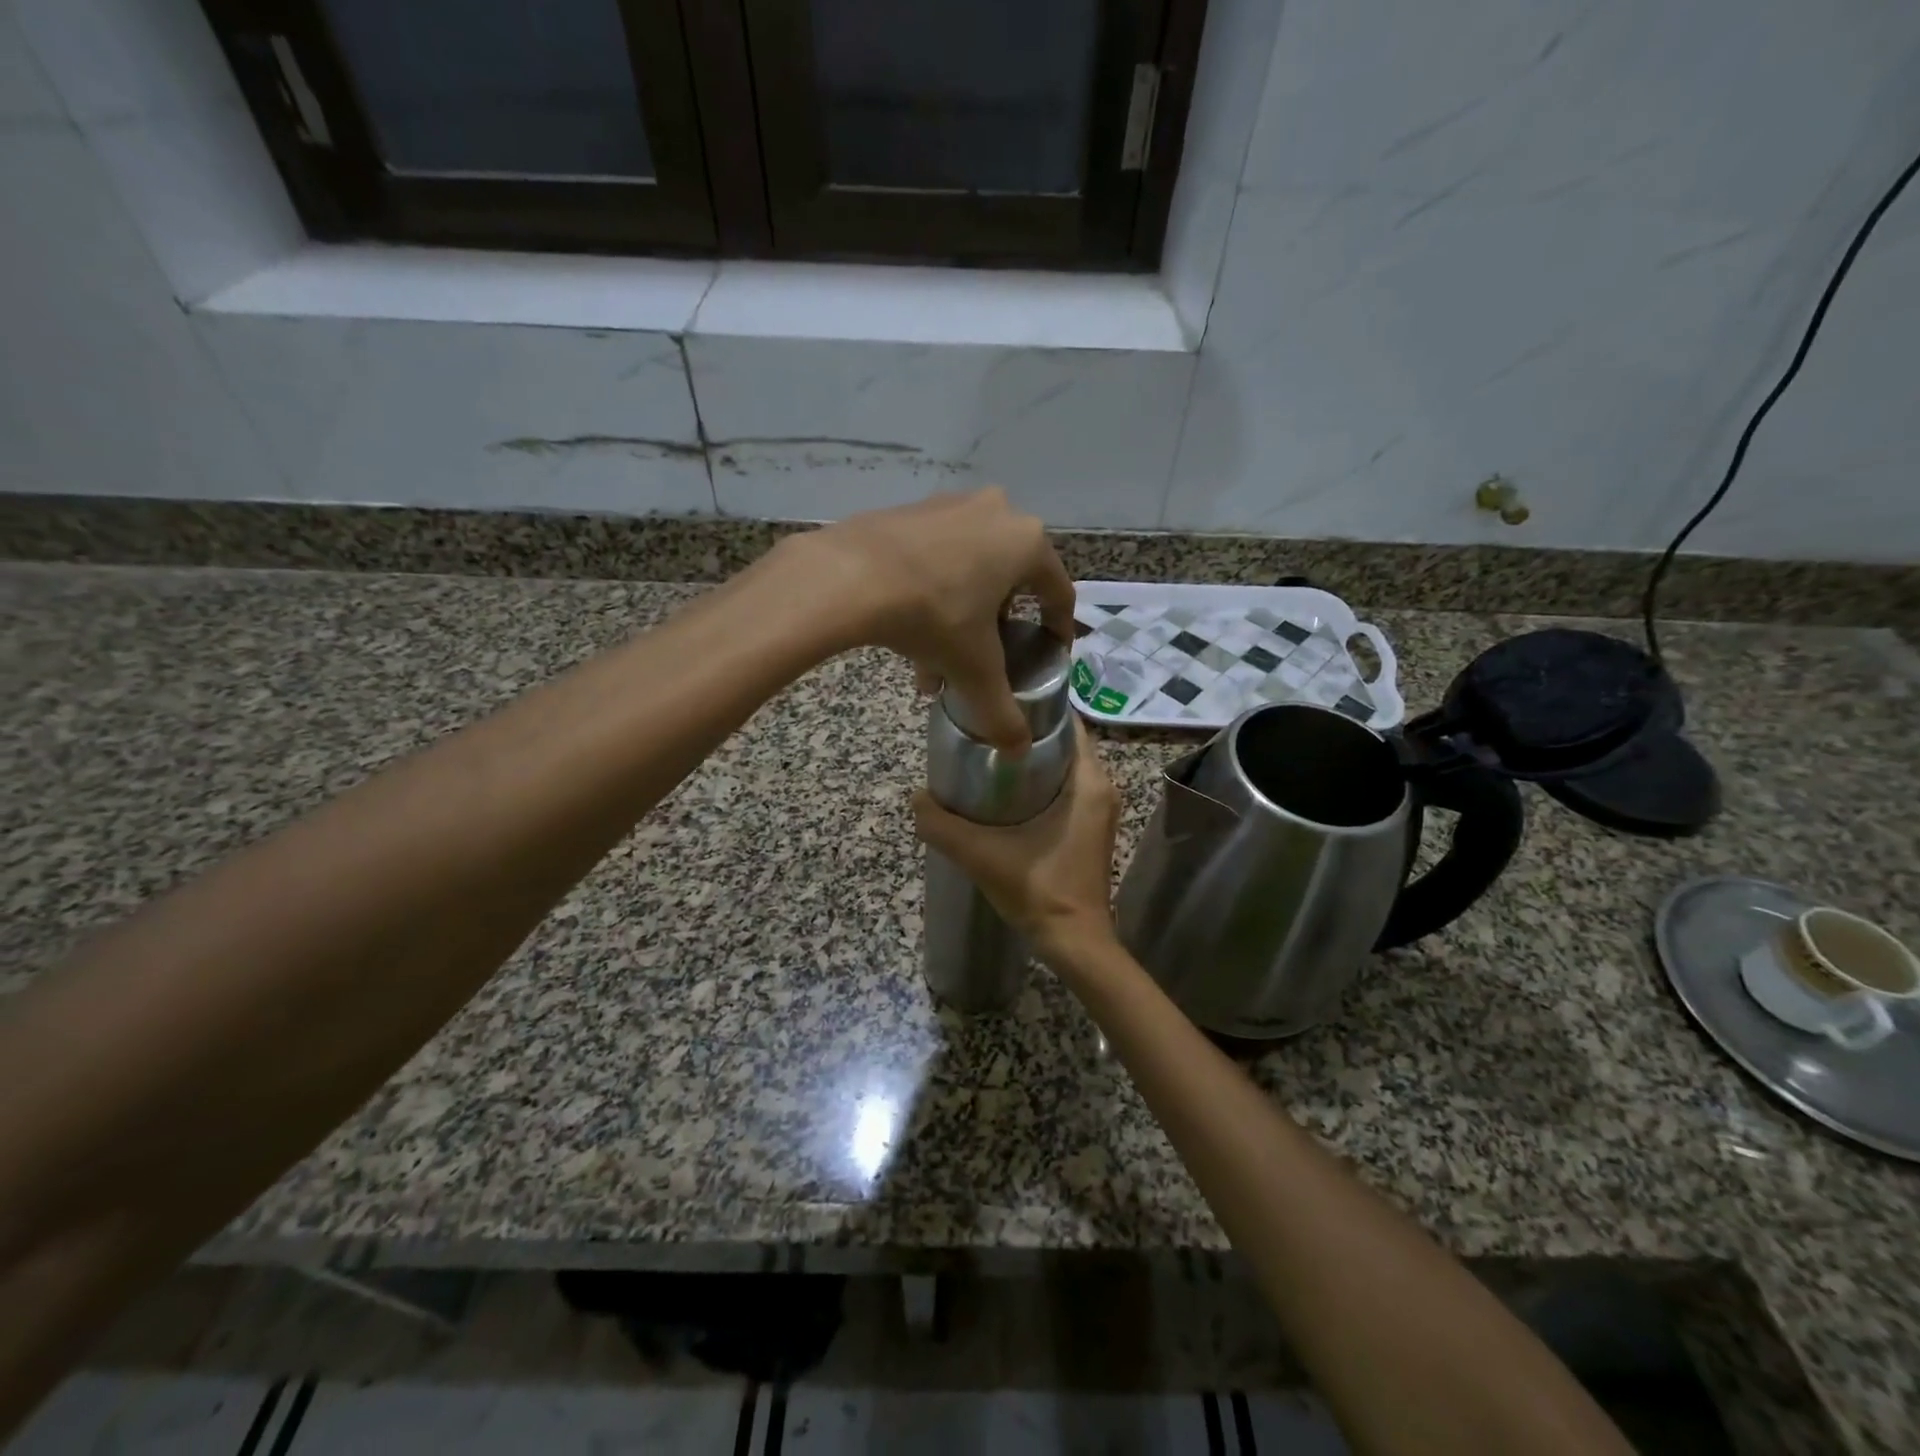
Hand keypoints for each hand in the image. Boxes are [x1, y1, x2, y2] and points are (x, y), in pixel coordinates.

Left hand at [790, 488, 1076, 750]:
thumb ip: (1001, 712)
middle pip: (1007, 585)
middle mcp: (995, 513)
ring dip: (958, 621)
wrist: (848, 576)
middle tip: (980, 664)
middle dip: (993, 632)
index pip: (1058, 592)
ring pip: (967, 574)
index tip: (1047, 654)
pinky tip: (906, 637)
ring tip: (933, 668)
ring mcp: (949, 506)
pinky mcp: (909, 511)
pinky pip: (934, 559)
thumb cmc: (933, 616)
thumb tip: (1020, 751)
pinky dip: (930, 596)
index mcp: (1026, 543)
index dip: (1057, 629)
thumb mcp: (974, 670)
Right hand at [912, 720, 1120, 967]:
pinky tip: (1003, 793)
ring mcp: (1098, 811)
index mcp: (1089, 783)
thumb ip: (944, 826)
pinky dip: (1038, 784)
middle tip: (983, 730)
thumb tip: (915, 799)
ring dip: (1030, 761)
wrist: (1075, 944)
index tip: (998, 705)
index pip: (1068, 724)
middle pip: (1062, 745)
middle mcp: (1101, 789)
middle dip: (1025, 735)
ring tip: (987, 755)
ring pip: (1063, 769)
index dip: (1034, 709)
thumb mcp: (983, 855)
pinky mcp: (1090, 830)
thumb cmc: (1041, 892)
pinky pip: (1065, 791)